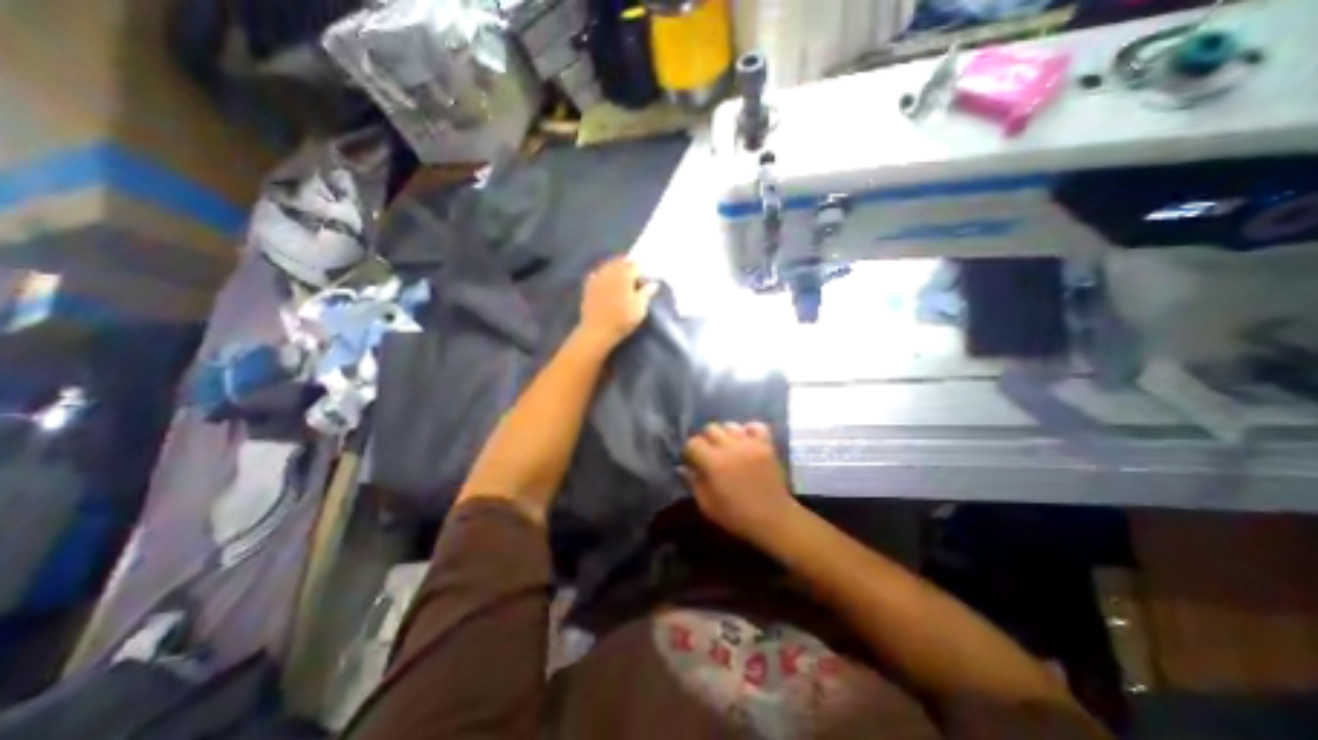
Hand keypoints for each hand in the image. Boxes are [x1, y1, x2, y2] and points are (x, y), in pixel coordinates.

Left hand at [578, 257, 658, 353]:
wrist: (597, 331)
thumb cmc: (622, 320)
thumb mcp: (640, 308)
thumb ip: (647, 293)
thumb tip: (653, 283)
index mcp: (624, 274)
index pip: (636, 265)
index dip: (642, 272)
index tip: (645, 281)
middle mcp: (610, 271)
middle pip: (621, 262)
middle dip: (629, 268)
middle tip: (635, 279)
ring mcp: (597, 278)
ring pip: (608, 266)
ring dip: (616, 270)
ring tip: (621, 281)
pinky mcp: (588, 286)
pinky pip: (597, 274)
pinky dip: (603, 276)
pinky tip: (605, 282)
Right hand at [685, 422, 798, 550]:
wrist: (773, 519)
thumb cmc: (736, 516)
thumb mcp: (707, 505)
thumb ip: (693, 482)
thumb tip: (683, 467)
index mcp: (714, 463)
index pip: (694, 442)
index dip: (690, 451)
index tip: (693, 461)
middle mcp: (730, 447)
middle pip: (711, 429)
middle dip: (706, 440)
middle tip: (710, 455)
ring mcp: (750, 444)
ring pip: (731, 425)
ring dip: (726, 435)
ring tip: (728, 448)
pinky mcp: (766, 445)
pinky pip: (756, 426)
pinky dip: (749, 430)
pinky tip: (746, 441)